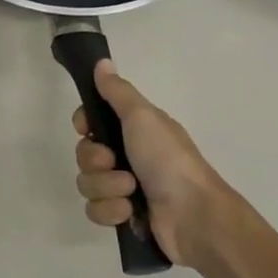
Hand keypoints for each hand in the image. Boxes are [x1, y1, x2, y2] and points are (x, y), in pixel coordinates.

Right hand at [73, 60, 231, 267]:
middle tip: (114, 162)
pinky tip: (130, 211)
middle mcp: (127, 156)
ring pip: (87, 184)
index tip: (87, 128)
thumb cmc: (168, 159)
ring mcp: (124, 188)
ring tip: (131, 191)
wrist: (192, 214)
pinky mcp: (122, 216)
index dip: (84, 124)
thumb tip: (101, 62)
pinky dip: (111, 210)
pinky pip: (95, 210)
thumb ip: (118, 91)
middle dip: (95, 161)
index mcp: (134, 130)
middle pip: (85, 154)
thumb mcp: (143, 117)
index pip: (92, 122)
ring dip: (106, 187)